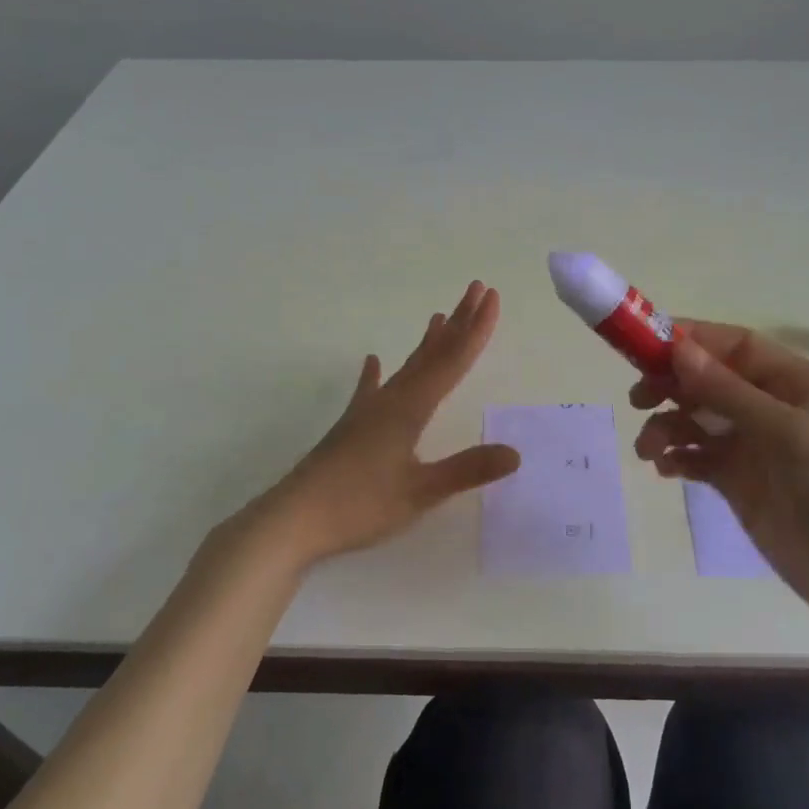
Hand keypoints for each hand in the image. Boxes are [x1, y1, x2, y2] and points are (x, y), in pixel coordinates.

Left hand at [267, 280, 520, 562]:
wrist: (293, 519)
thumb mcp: (420, 492)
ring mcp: (366, 412)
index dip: (476, 330)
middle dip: (458, 323)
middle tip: (476, 289)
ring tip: (438, 317)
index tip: (492, 297)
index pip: (452, 362)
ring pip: (405, 367)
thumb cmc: (359, 506)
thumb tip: (515, 453)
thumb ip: (467, 469)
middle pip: (431, 354)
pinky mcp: (350, 428)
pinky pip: (370, 390)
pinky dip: (374, 373)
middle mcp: (390, 401)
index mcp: (410, 409)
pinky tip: (372, 360)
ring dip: (427, 342)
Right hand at [630, 323, 808, 630]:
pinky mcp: (743, 487)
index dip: (690, 341)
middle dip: (671, 385)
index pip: (735, 347)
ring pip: (698, 422)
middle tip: (637, 399)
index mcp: (797, 384)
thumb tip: (677, 347)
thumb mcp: (792, 433)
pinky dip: (678, 459)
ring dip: (668, 427)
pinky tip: (666, 469)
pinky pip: (700, 460)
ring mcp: (757, 450)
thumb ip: (730, 393)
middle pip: (710, 382)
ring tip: (649, 450)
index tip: (643, 347)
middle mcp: (774, 410)